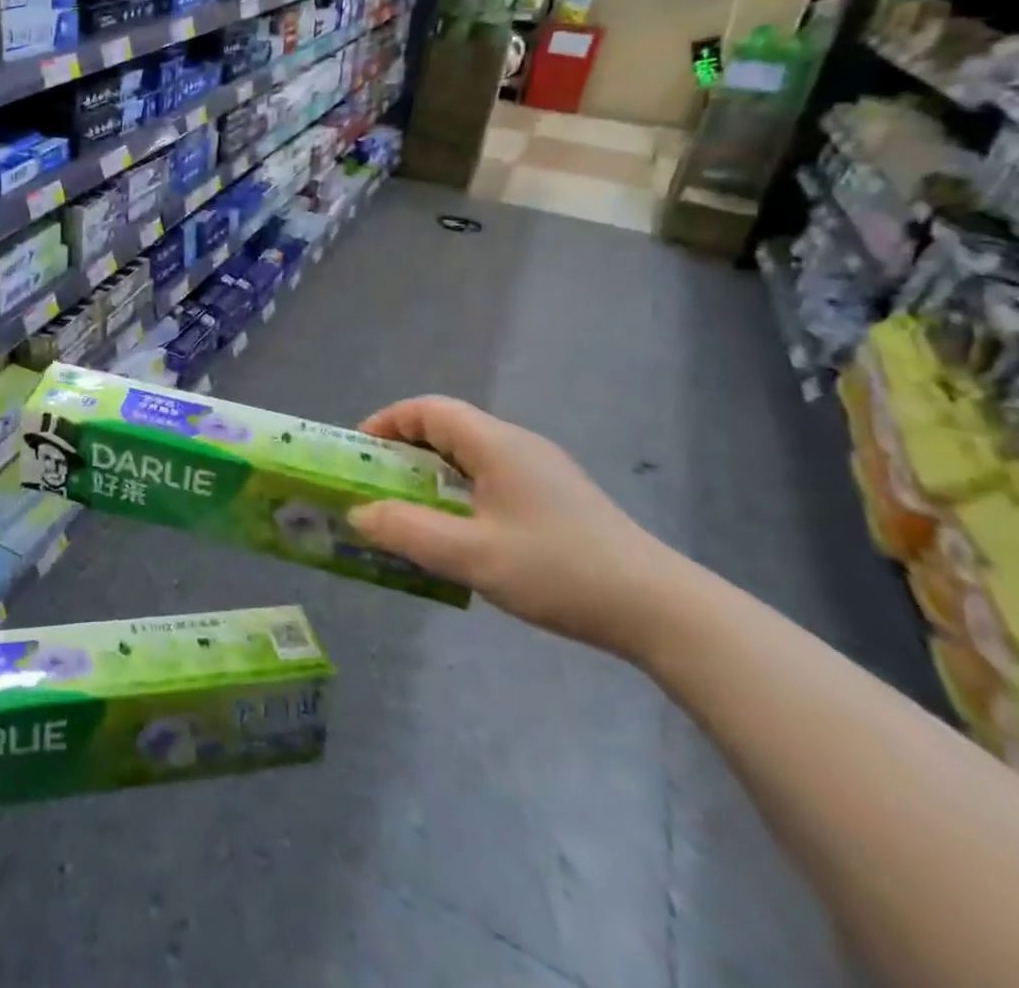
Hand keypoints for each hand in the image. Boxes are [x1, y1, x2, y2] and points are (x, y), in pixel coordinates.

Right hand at [349, 397, 691, 658]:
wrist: (661, 609)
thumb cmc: (558, 570)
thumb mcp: (471, 554)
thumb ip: (407, 530)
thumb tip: (358, 512)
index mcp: (496, 443)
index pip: (428, 409)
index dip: (386, 422)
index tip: (358, 453)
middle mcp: (517, 445)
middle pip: (447, 429)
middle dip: (402, 452)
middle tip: (374, 486)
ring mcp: (540, 472)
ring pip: (469, 457)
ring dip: (430, 475)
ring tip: (406, 511)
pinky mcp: (555, 499)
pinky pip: (490, 479)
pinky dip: (457, 493)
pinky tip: (456, 533)